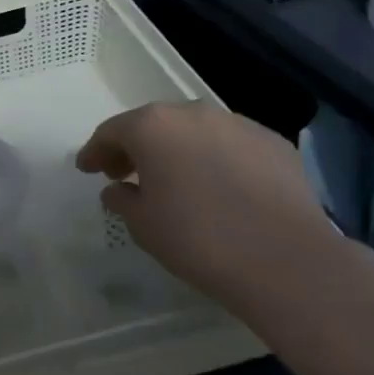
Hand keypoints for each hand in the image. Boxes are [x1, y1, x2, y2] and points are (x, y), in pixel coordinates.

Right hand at [75, 103, 330, 301]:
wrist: (286, 261)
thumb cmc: (198, 239)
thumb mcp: (143, 225)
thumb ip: (122, 199)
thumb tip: (118, 189)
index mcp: (152, 127)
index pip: (112, 132)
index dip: (95, 151)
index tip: (87, 169)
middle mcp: (193, 113)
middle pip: (154, 124)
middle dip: (136, 147)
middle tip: (125, 173)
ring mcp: (238, 124)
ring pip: (195, 131)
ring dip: (179, 150)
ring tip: (176, 180)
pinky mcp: (274, 143)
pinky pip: (232, 146)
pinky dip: (217, 159)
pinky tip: (221, 187)